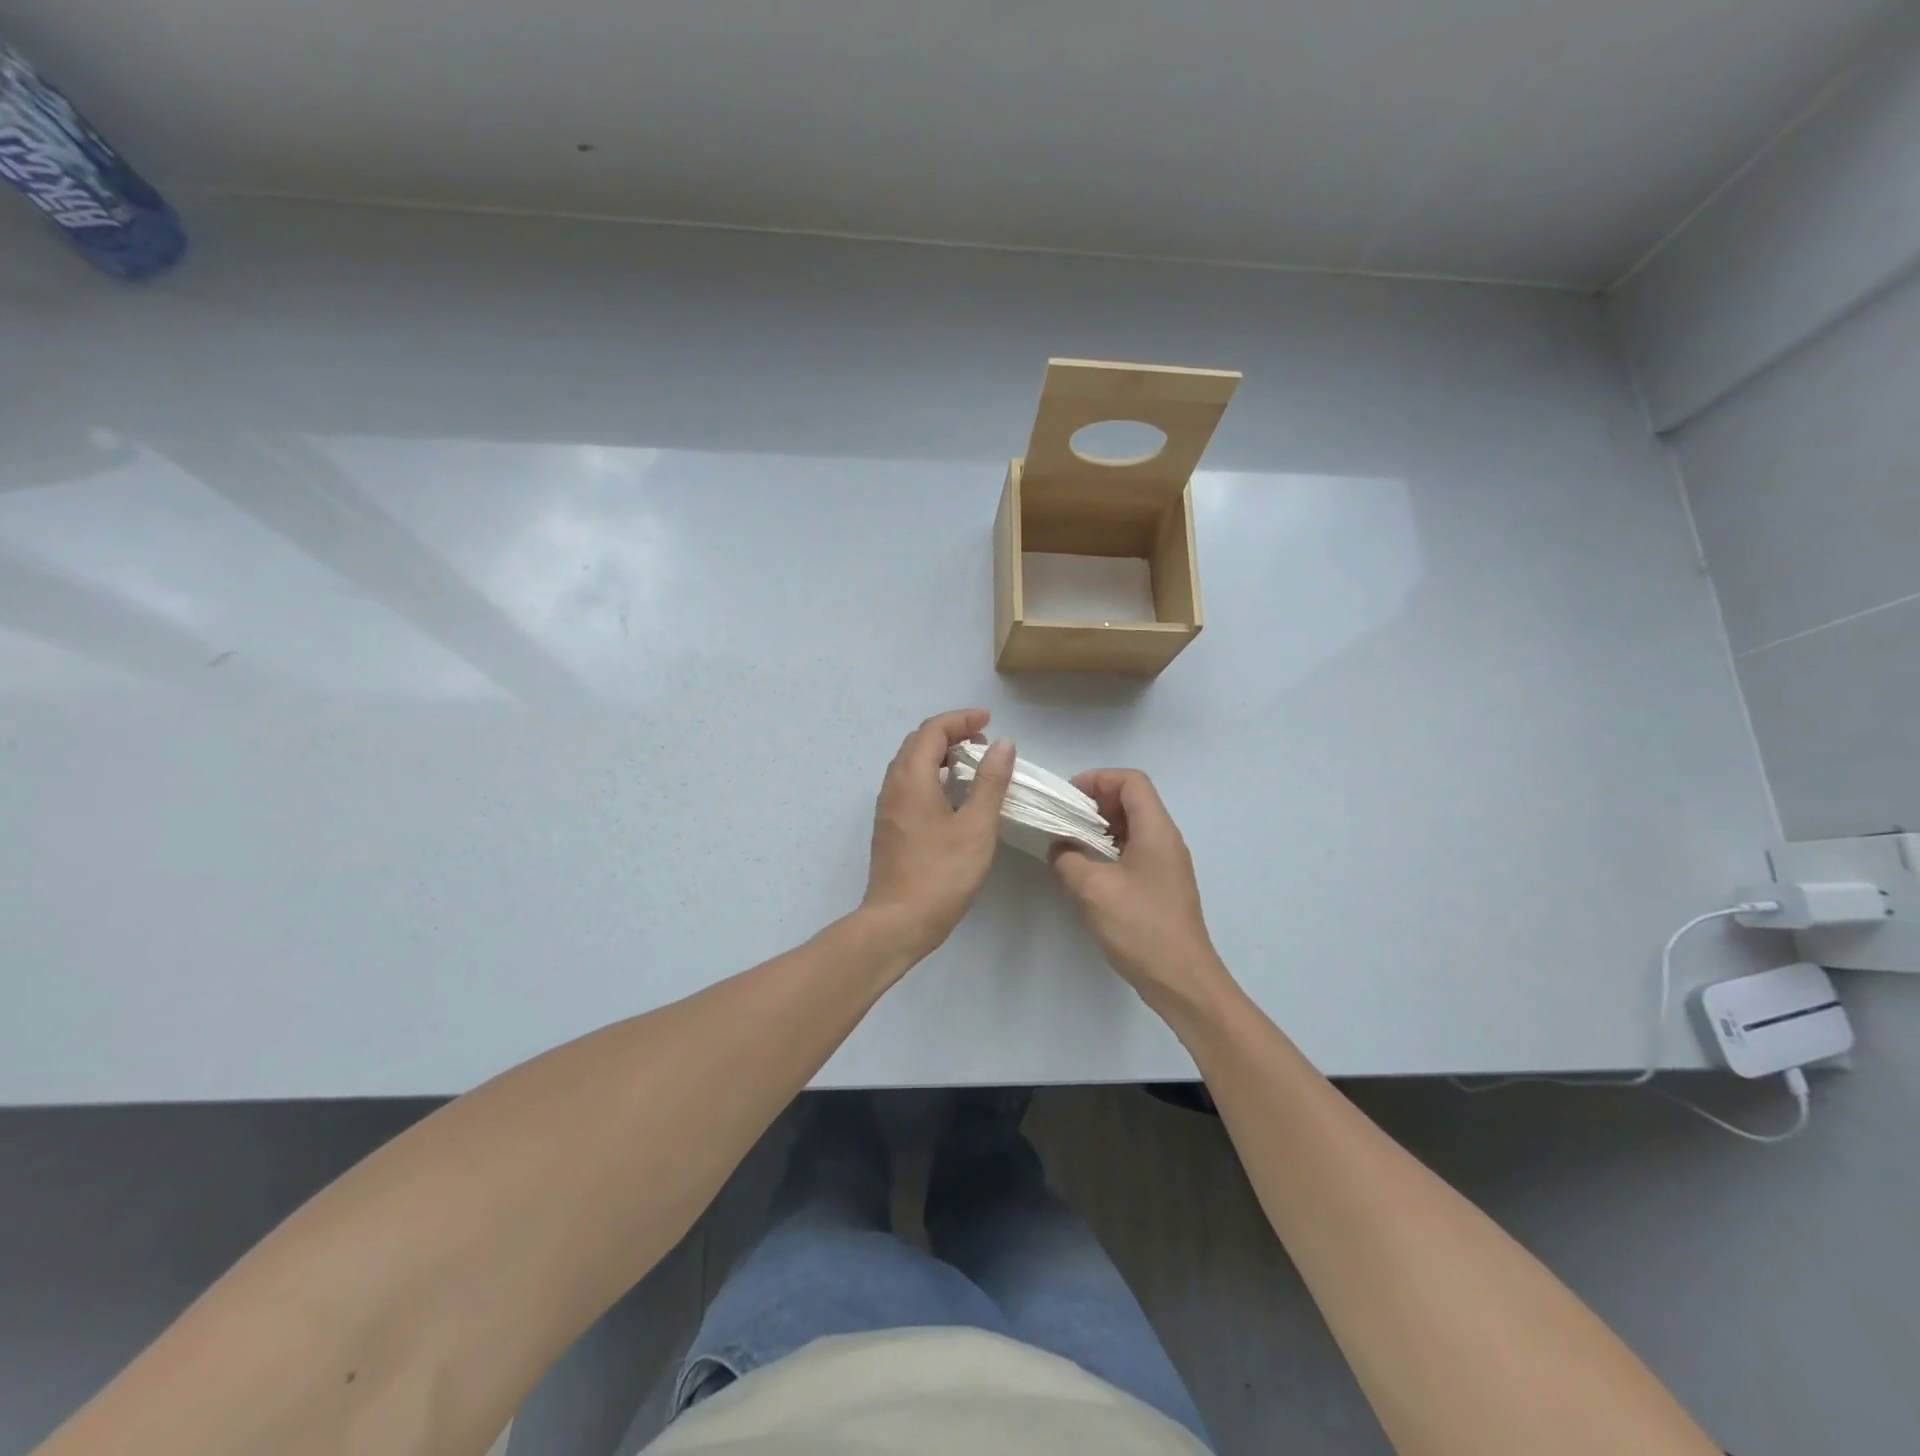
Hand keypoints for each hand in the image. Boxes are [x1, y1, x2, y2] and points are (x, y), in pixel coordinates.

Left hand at [859, 709, 1015, 962]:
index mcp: (911, 778)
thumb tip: (1002, 744)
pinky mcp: (890, 826)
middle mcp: (893, 785)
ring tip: (972, 765)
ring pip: (911, 764)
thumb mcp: (976, 826)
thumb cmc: (941, 873)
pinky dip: (932, 775)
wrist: (898, 921)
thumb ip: (990, 782)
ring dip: (940, 754)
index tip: (989, 722)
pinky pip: (909, 784)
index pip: (932, 730)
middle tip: (983, 742)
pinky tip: (954, 796)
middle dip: (950, 733)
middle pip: (918, 742)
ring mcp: (888, 807)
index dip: (961, 719)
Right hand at [1050, 769, 1227, 1013]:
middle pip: (1133, 800)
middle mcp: (1166, 840)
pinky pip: (1134, 851)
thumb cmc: (1140, 927)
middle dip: (1096, 802)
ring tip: (1069, 842)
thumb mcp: (1092, 889)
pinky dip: (1109, 849)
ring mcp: (1166, 864)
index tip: (1068, 796)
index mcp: (1156, 830)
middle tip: (1064, 818)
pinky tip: (1087, 870)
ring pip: (1133, 827)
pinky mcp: (1162, 886)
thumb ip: (1067, 858)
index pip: (1131, 781)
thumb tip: (1059, 846)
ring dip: (1101, 828)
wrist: (1181, 980)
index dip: (1098, 779)